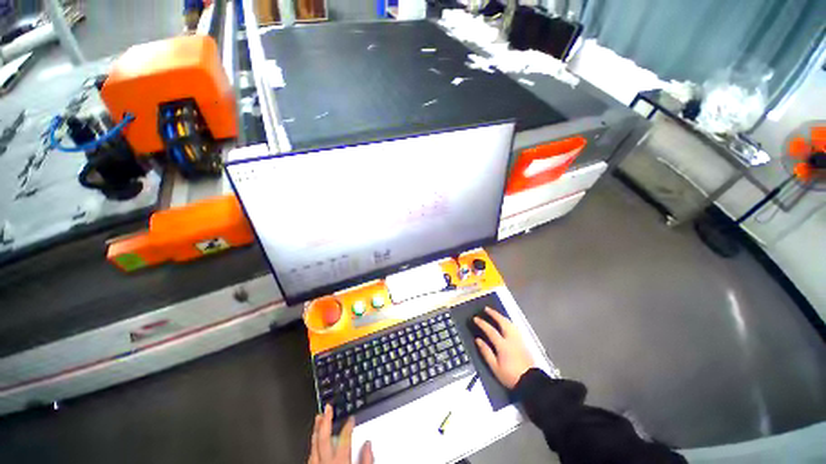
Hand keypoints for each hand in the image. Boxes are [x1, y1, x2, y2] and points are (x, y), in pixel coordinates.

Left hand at [308, 405, 373, 463]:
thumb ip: (366, 459)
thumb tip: (368, 444)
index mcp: (340, 461)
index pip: (344, 438)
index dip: (348, 426)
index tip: (351, 418)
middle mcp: (326, 462)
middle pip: (324, 439)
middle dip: (326, 421)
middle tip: (328, 407)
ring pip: (314, 445)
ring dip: (317, 430)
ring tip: (319, 417)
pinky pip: (310, 455)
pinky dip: (313, 444)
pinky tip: (314, 439)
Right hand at [474, 307, 535, 388]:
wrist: (531, 382)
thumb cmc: (510, 376)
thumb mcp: (495, 367)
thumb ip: (486, 352)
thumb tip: (478, 340)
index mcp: (503, 345)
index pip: (490, 330)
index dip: (482, 323)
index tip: (475, 318)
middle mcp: (511, 339)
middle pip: (502, 322)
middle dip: (494, 314)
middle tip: (487, 309)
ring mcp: (519, 339)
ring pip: (510, 323)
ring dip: (502, 316)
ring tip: (495, 313)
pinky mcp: (524, 342)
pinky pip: (514, 327)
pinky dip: (508, 321)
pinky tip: (506, 322)